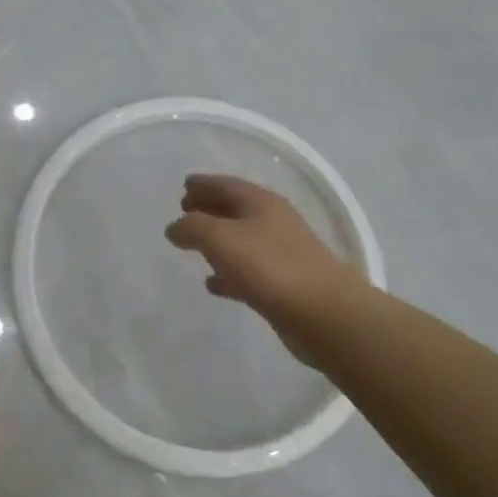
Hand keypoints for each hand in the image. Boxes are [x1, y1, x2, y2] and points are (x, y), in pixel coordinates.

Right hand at [164, 174, 359, 338]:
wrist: (323, 313)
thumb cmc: (269, 266)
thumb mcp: (220, 238)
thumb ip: (192, 227)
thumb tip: (175, 227)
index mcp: (261, 202)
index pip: (226, 184)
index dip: (204, 183)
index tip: (184, 184)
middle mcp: (274, 221)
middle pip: (235, 208)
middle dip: (209, 207)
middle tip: (185, 208)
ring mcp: (282, 253)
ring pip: (242, 239)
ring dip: (218, 239)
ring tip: (193, 246)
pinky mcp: (284, 284)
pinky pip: (248, 271)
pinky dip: (229, 272)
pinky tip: (213, 283)